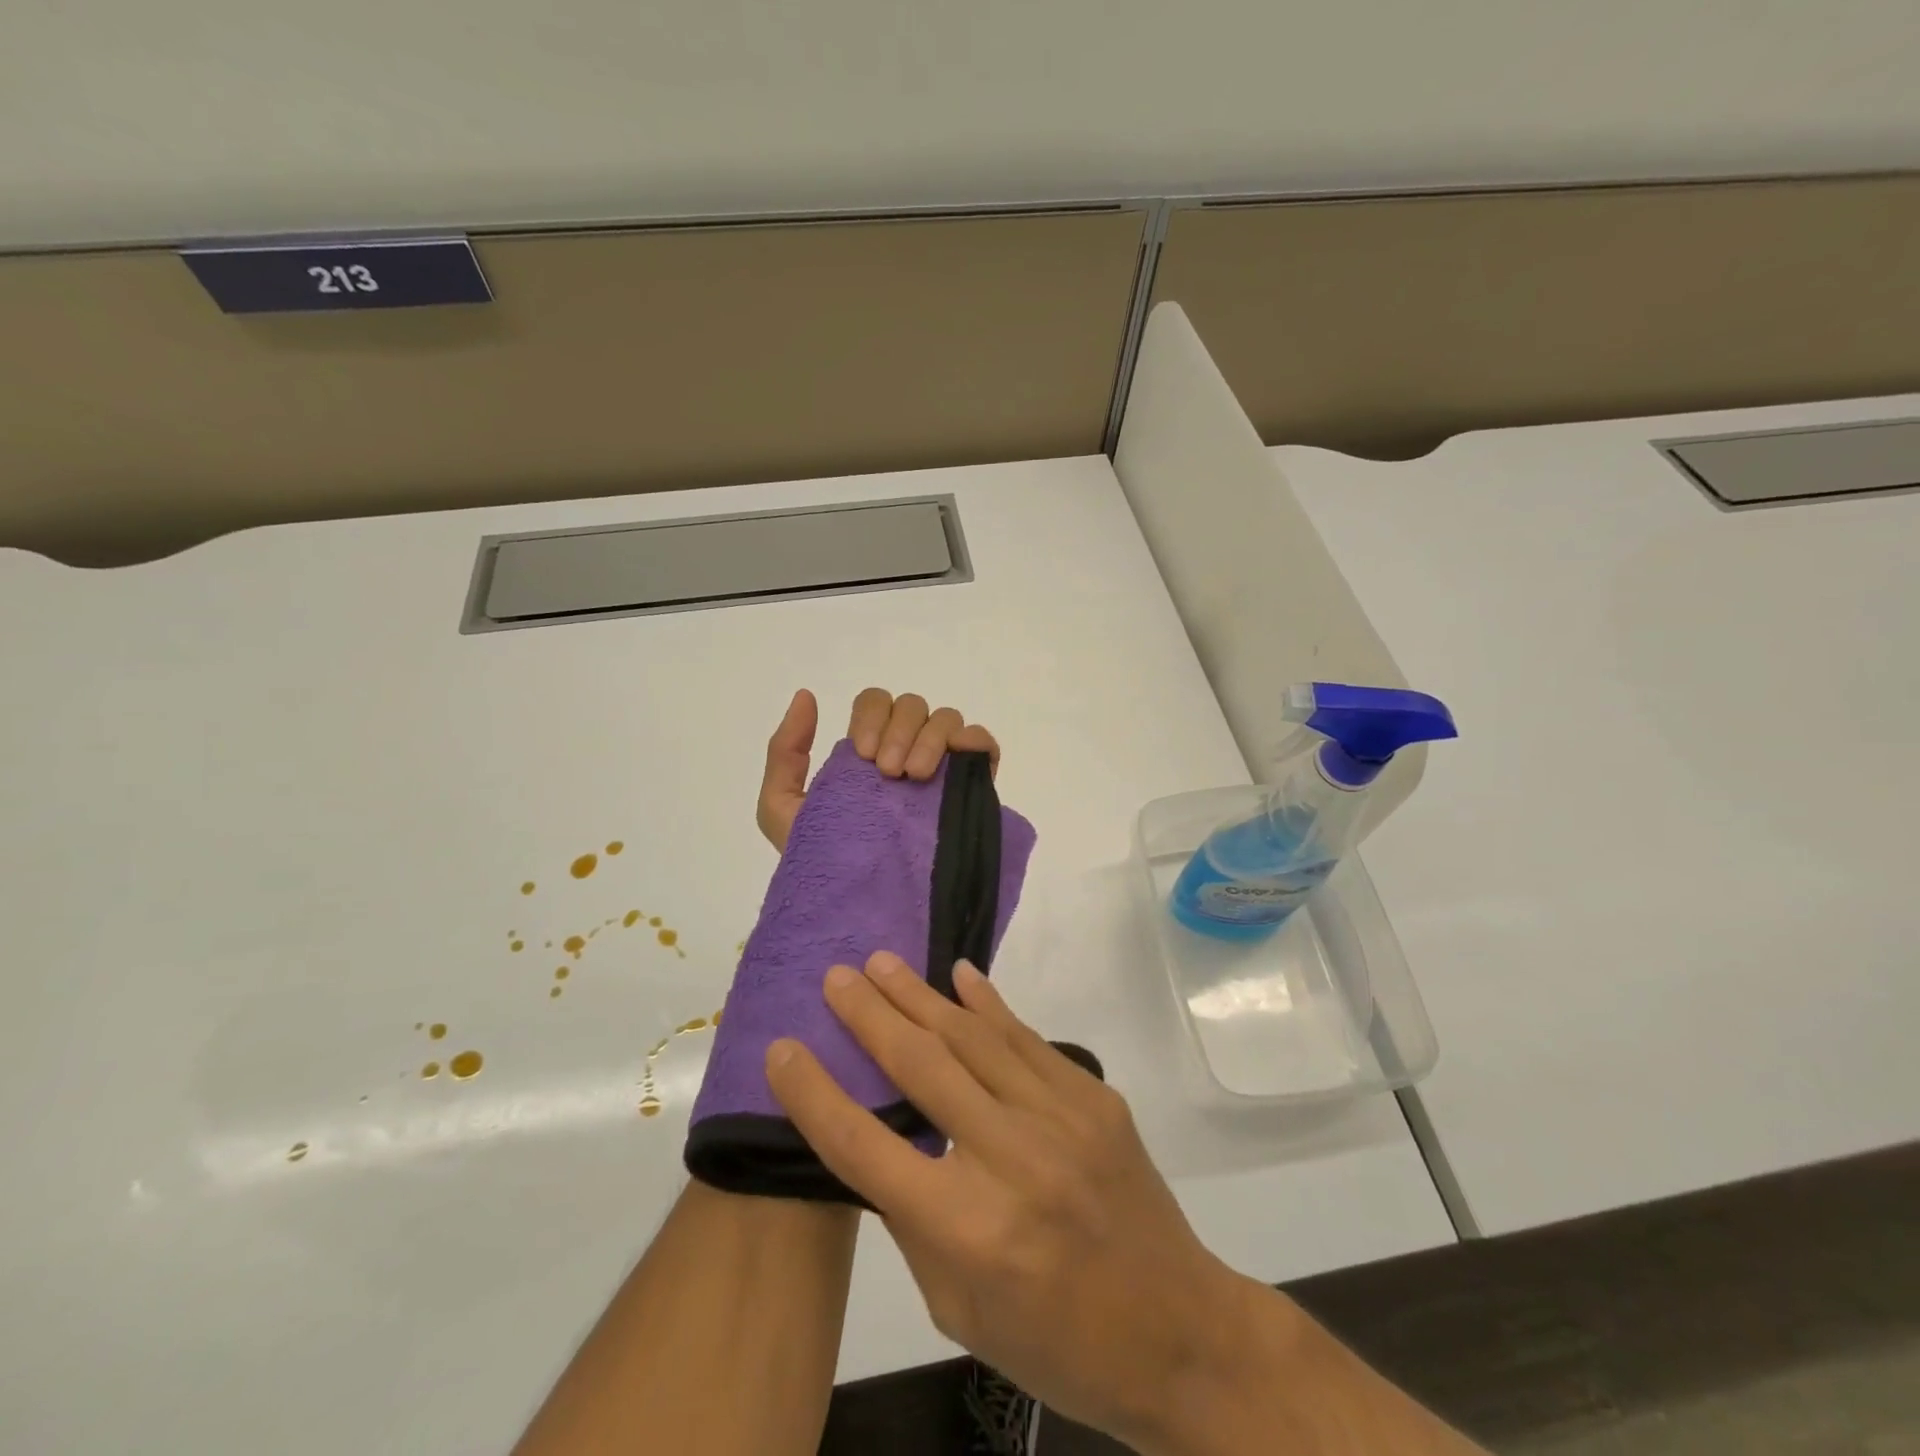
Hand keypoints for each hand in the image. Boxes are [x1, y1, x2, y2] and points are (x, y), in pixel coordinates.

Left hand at [755, 688, 1000, 852]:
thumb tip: (806, 696)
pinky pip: (982, 745)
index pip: (876, 704)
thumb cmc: (819, 859)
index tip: (865, 755)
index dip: (872, 717)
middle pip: (912, 706)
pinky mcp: (972, 789)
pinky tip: (956, 763)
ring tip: (915, 778)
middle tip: (889, 773)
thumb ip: (785, 751)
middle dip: (900, 730)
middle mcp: (906, 751)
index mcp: (868, 751)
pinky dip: (974, 741)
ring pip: (946, 719)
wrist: (856, 906)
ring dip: (931, 739)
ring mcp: (942, 768)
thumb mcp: (782, 806)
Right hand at [763, 952, 1256, 1450]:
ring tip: (883, 963)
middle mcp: (1008, 1158)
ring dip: (921, 995)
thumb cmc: (1056, 1342)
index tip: (782, 1049)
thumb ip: (914, 1221)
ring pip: (972, 1038)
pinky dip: (989, 1004)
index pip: (864, 1146)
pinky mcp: (1093, 1098)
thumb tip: (882, 1141)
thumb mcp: (959, 1309)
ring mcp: (1058, 1118)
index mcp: (964, 1228)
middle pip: (919, 1068)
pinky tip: (960, 975)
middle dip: (869, 1016)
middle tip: (836, 977)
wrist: (1179, 1332)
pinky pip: (1027, 1038)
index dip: (814, 1095)